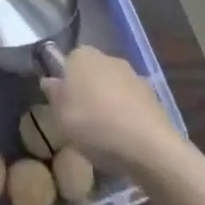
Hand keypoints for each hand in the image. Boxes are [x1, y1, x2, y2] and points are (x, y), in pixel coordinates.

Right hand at [41, 46, 182, 172]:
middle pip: (91, 73)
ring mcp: (134, 76)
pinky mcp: (153, 97)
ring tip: (105, 133)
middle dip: (87, 91)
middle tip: (81, 119)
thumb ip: (54, 94)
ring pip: (113, 87)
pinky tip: (125, 138)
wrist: (149, 148)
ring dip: (108, 102)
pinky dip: (127, 115)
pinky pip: (132, 103)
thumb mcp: (61, 114)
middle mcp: (109, 58)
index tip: (62, 105)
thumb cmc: (95, 125)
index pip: (67, 61)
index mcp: (82, 55)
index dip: (64, 83)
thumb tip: (50, 80)